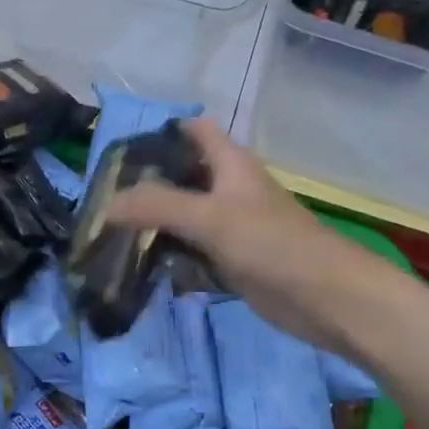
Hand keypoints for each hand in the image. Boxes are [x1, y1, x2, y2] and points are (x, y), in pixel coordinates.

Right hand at [104, 119, 380, 351]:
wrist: (325, 297)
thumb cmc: (271, 243)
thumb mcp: (209, 217)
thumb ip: (156, 206)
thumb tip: (105, 205)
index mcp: (230, 164)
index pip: (194, 131)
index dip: (162, 133)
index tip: (121, 153)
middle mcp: (230, 190)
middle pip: (183, 177)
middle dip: (148, 186)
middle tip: (104, 201)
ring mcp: (232, 228)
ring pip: (186, 219)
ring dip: (156, 226)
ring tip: (112, 236)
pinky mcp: (234, 261)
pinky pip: (195, 253)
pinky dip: (173, 259)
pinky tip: (144, 269)